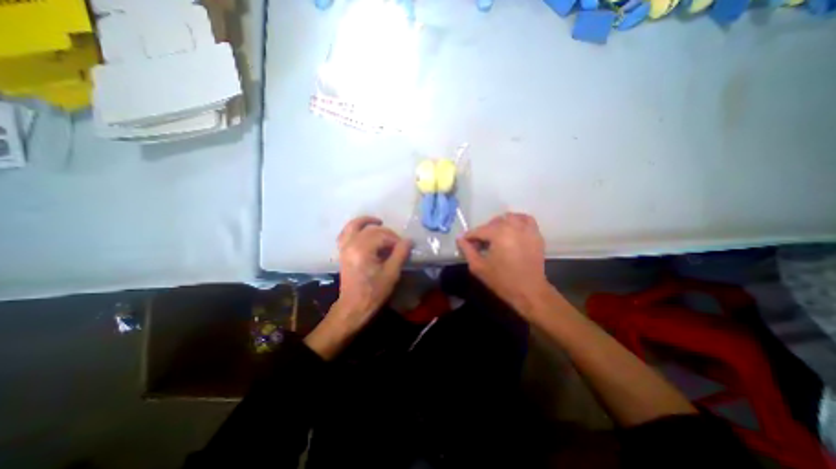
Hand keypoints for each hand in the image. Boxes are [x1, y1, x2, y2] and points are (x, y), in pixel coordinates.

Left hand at [307, 217, 411, 359]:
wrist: (354, 307)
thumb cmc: (374, 292)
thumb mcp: (391, 273)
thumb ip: (400, 254)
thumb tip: (408, 240)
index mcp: (363, 249)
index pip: (383, 236)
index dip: (395, 240)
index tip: (404, 247)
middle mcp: (351, 244)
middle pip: (371, 230)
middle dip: (386, 233)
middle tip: (397, 242)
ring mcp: (344, 247)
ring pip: (354, 226)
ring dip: (366, 222)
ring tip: (379, 221)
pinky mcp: (342, 252)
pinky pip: (345, 233)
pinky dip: (353, 228)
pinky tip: (362, 230)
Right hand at [455, 213, 552, 315]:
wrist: (529, 291)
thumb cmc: (502, 280)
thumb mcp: (479, 267)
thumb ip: (467, 250)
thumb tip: (459, 239)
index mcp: (499, 234)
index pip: (479, 230)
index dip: (469, 236)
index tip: (464, 242)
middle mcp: (513, 227)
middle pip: (493, 223)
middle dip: (483, 232)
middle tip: (479, 244)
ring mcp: (527, 229)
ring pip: (509, 218)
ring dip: (499, 224)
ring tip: (495, 236)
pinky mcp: (536, 235)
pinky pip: (526, 219)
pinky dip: (517, 220)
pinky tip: (512, 229)